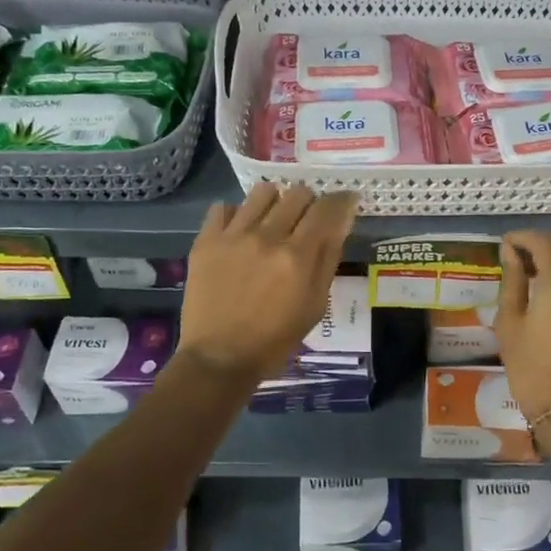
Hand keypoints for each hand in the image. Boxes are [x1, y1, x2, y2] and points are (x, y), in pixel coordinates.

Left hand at [177, 183, 356, 384]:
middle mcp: (267, 237)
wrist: (219, 358)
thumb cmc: (275, 338)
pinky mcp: (206, 240)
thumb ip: (328, 258)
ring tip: (272, 221)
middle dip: (309, 202)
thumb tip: (341, 220)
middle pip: (297, 193)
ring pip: (262, 192)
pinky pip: (223, 207)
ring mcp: (233, 236)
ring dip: (275, 202)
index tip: (345, 202)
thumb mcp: (315, 304)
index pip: (327, 208)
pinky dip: (237, 214)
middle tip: (306, 221)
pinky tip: (240, 232)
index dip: (341, 200)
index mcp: (297, 257)